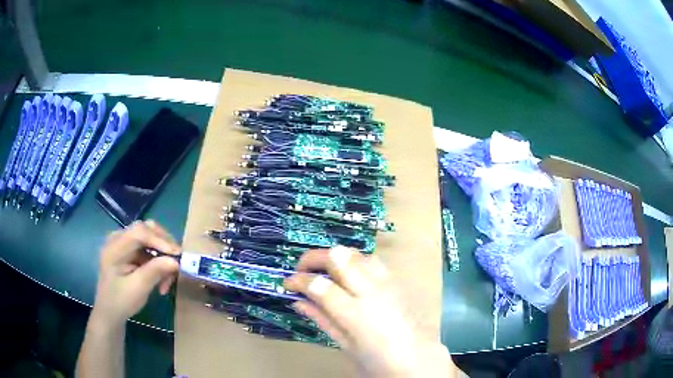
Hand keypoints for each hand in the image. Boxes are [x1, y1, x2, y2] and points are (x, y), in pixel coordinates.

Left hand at [92, 220, 180, 325]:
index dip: (160, 240)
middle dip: (164, 246)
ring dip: (163, 257)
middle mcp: (118, 239)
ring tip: (169, 279)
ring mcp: (123, 245)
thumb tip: (176, 261)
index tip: (177, 256)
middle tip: (177, 263)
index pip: (140, 232)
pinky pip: (148, 250)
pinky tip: (162, 280)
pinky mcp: (129, 252)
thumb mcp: (138, 289)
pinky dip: (158, 263)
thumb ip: (155, 272)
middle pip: (146, 230)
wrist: (110, 313)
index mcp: (115, 246)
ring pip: (150, 240)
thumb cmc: (121, 302)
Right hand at [284, 246, 458, 377]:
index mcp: (356, 315)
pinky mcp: (395, 282)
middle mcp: (372, 292)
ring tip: (324, 272)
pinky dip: (354, 261)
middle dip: (313, 257)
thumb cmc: (377, 361)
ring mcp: (386, 284)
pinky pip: (371, 261)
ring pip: (356, 253)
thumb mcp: (344, 345)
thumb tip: (298, 301)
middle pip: (339, 257)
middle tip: (302, 269)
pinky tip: (348, 275)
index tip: (288, 283)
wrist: (416, 358)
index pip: (320, 286)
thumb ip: (321, 319)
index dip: (299, 280)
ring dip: (335, 257)